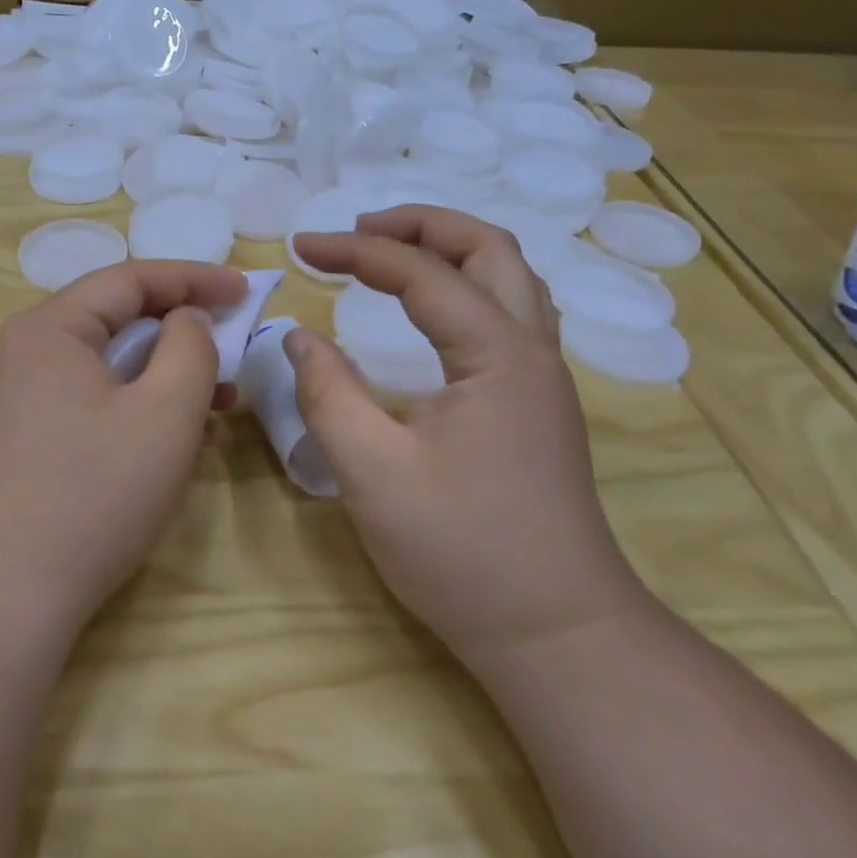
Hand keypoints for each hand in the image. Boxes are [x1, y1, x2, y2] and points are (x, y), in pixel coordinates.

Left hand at [0, 260, 247, 634]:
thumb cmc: (94, 493)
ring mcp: (18, 395)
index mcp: (50, 327)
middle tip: (233, 333)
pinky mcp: (23, 435)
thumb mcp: (165, 412)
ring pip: (105, 360)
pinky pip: (89, 395)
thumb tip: (186, 319)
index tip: (245, 289)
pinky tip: (172, 428)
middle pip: (114, 316)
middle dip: (179, 322)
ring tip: (218, 391)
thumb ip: (190, 347)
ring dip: (162, 367)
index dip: (194, 277)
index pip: (130, 279)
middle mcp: (25, 350)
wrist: (5, 594)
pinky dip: (135, 399)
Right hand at [287, 207, 647, 660]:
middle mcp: (532, 350)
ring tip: (392, 253)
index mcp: (497, 355)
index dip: (357, 250)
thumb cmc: (462, 553)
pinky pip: (512, 311)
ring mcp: (543, 377)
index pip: (421, 273)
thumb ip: (328, 393)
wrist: (556, 633)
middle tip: (358, 230)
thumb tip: (300, 335)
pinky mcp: (539, 403)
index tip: (302, 247)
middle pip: (488, 248)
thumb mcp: (373, 472)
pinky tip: (436, 309)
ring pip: (510, 276)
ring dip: (451, 249)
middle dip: (420, 224)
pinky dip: (469, 285)